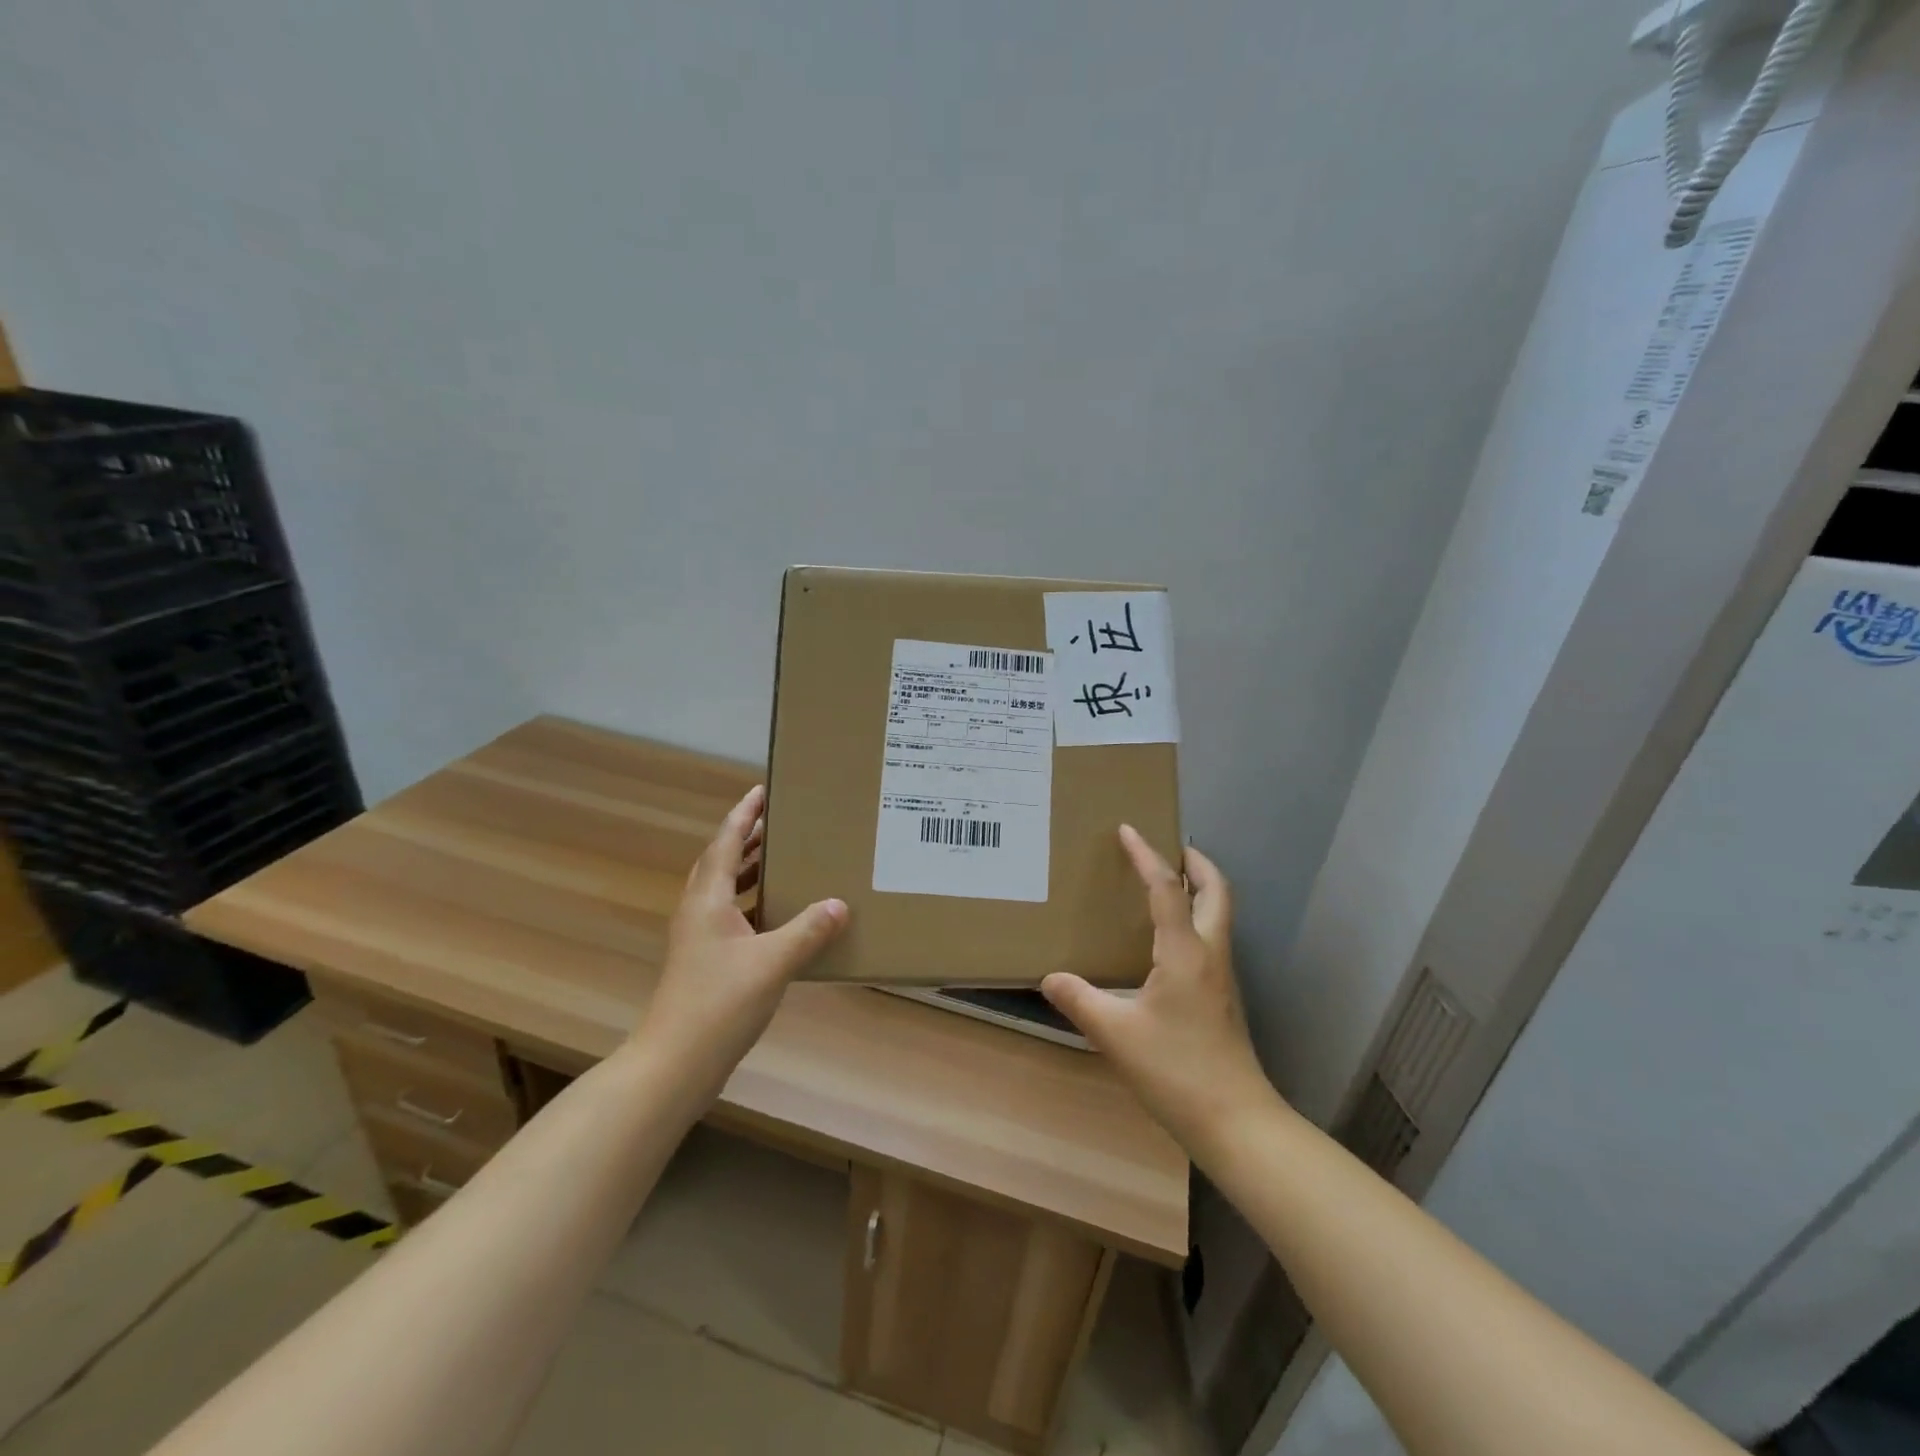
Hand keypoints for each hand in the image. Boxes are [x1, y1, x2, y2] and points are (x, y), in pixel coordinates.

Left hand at [632, 785, 847, 1093]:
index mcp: (707, 901)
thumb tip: (840, 904)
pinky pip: (732, 917)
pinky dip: (754, 905)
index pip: (725, 842)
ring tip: (784, 860)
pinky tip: (781, 917)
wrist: (674, 1064)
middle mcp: (699, 912)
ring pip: (725, 891)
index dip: (743, 815)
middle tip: (781, 822)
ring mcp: (699, 939)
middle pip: (721, 862)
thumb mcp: (772, 963)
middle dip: (748, 839)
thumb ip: (808, 930)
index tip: (762, 791)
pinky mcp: (706, 962)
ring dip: (750, 871)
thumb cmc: (719, 1004)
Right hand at [1042, 826, 1276, 1153]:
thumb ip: (1079, 999)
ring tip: (1164, 884)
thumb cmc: (1176, 1070)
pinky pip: (1211, 938)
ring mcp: (1222, 977)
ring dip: (1198, 889)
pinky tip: (1165, 941)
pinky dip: (1194, 918)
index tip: (1128, 829)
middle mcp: (1210, 954)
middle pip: (1216, 891)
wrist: (1236, 1122)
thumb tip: (1048, 977)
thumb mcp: (1115, 1034)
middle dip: (1195, 862)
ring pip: (1218, 914)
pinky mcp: (1223, 997)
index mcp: (1185, 952)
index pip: (1167, 888)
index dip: (1146, 856)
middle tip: (1168, 847)